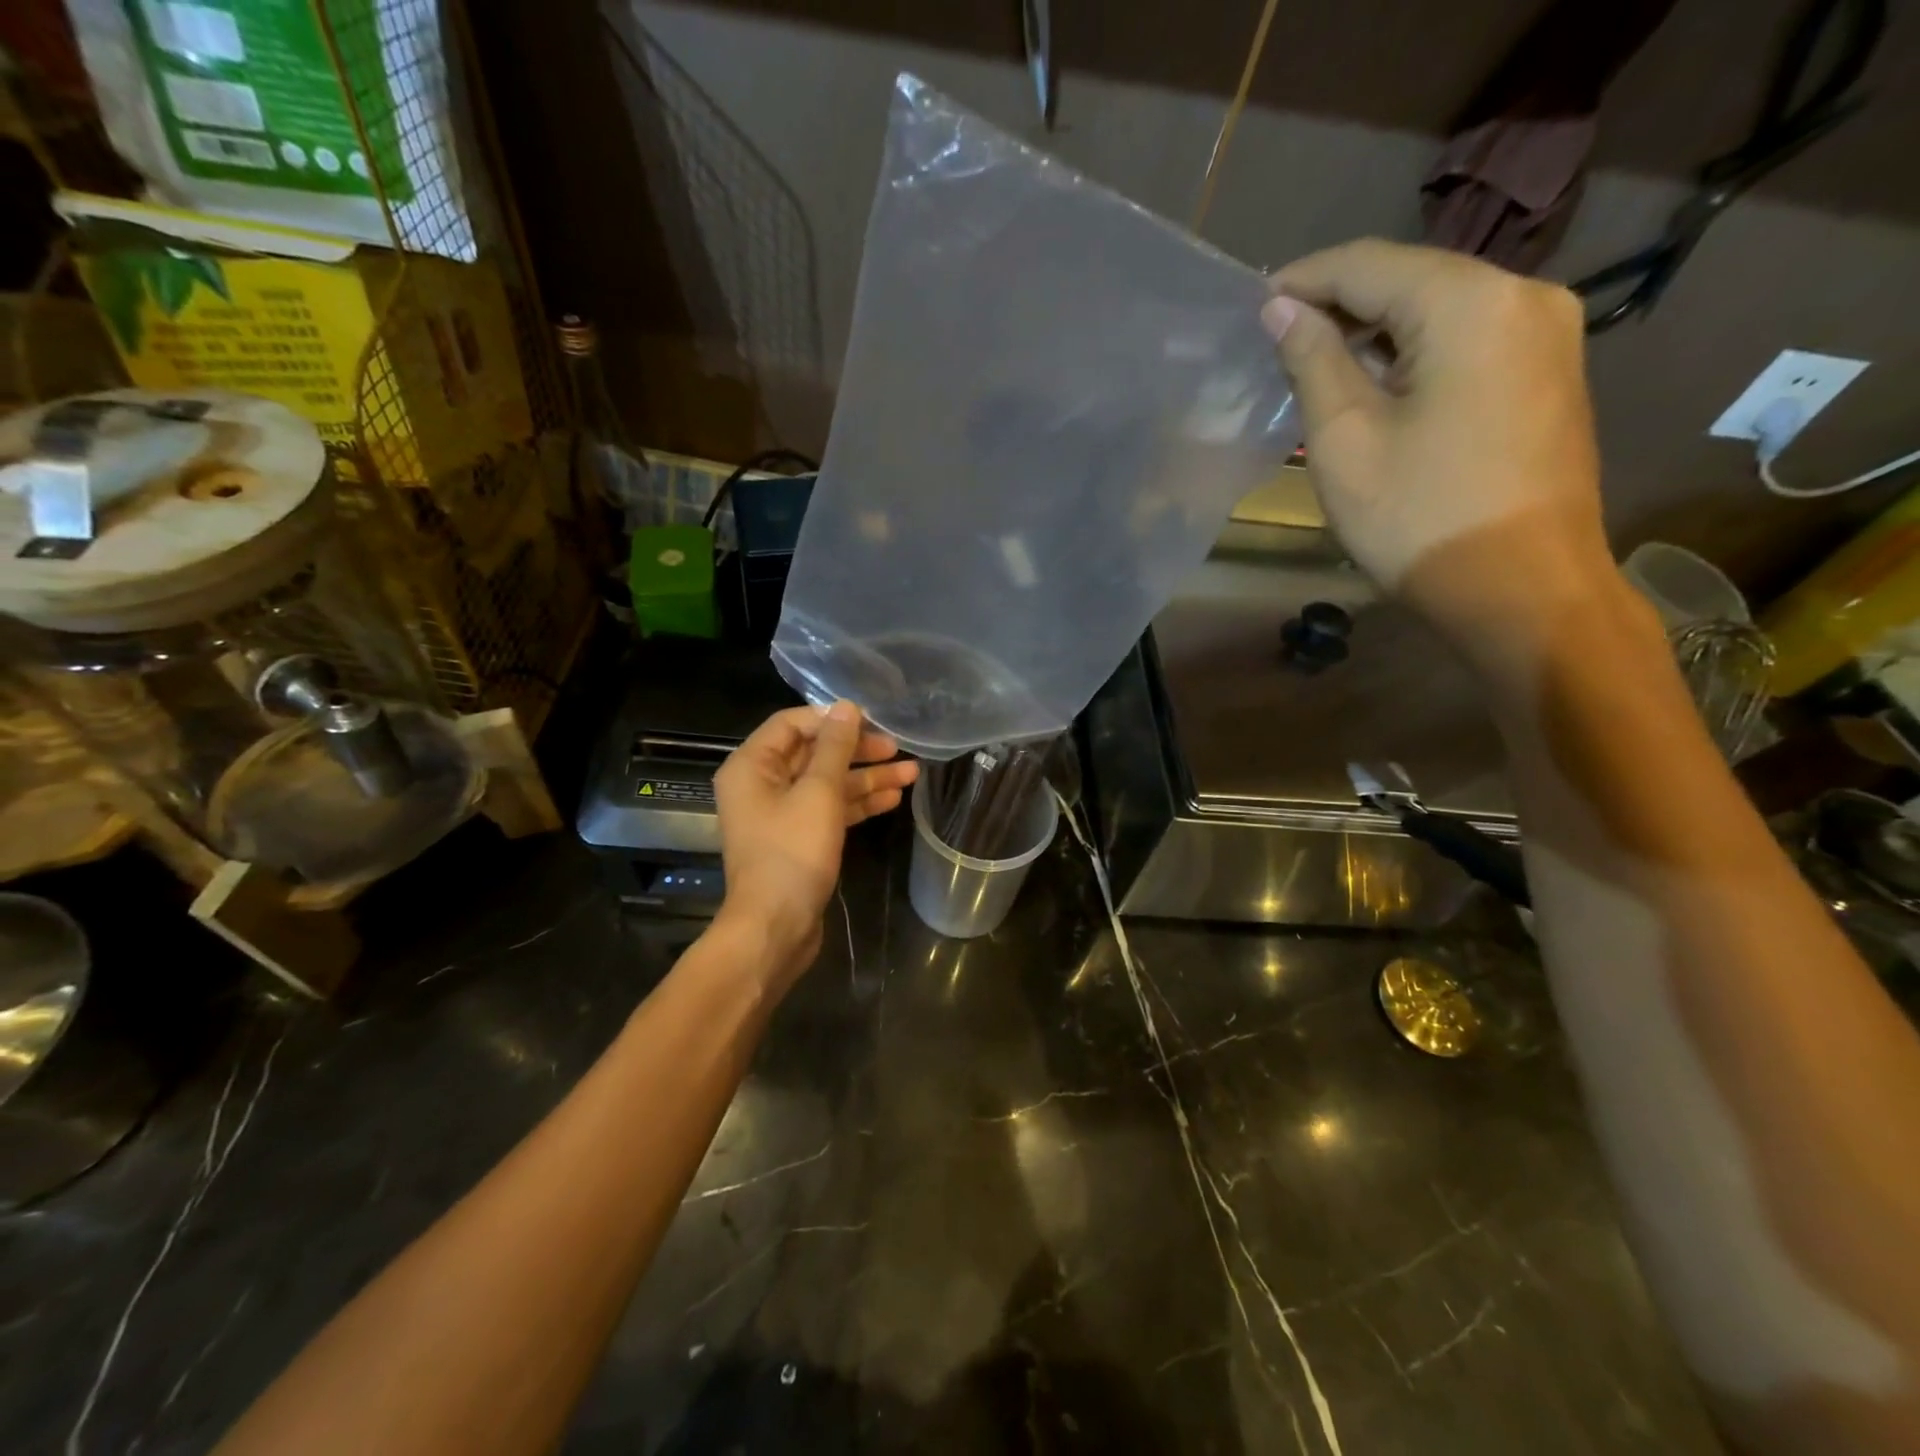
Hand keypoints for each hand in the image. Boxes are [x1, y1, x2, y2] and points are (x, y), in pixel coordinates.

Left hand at [711, 702, 917, 990]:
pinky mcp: (798, 840)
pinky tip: (893, 798)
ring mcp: (780, 815)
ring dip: (866, 778)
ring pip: (827, 784)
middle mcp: (761, 785)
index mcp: (752, 766)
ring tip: (911, 773)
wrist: (776, 927)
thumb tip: (847, 707)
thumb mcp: (819, 792)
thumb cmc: (792, 852)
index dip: (831, 719)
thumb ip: (835, 747)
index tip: (871, 721)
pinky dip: (858, 803)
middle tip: (897, 747)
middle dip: (857, 751)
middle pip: (813, 753)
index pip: (791, 723)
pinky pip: (829, 810)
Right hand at [1262, 239, 1627, 673]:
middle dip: (1340, 306)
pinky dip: (1415, 355)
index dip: (1303, 280)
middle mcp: (1523, 296)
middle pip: (1411, 280)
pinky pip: (1468, 342)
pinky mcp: (1550, 374)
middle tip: (1277, 343)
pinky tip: (1378, 388)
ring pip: (1441, 312)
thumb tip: (1282, 309)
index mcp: (1470, 302)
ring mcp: (1548, 335)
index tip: (1253, 306)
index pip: (1368, 265)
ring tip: (1318, 368)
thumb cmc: (1418, 517)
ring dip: (1376, 335)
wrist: (1520, 590)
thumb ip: (1312, 360)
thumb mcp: (1345, 438)